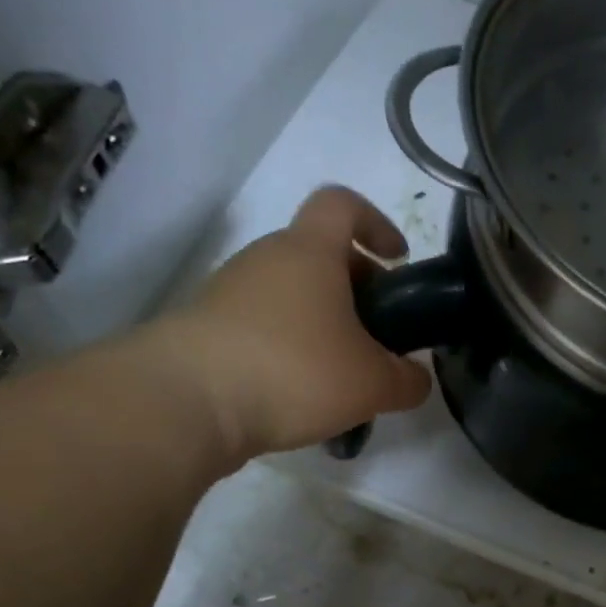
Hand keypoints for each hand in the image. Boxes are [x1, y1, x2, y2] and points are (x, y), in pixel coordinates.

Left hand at [141, 186, 432, 461]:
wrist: (188, 402)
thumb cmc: (295, 371)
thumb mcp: (373, 384)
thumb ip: (408, 380)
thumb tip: (417, 379)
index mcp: (310, 252)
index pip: (343, 204)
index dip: (376, 222)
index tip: (397, 259)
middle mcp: (266, 259)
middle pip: (319, 256)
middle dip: (357, 289)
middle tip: (378, 337)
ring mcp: (230, 292)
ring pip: (291, 295)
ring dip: (323, 325)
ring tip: (343, 377)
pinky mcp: (207, 329)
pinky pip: (263, 327)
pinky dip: (290, 350)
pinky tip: (302, 395)